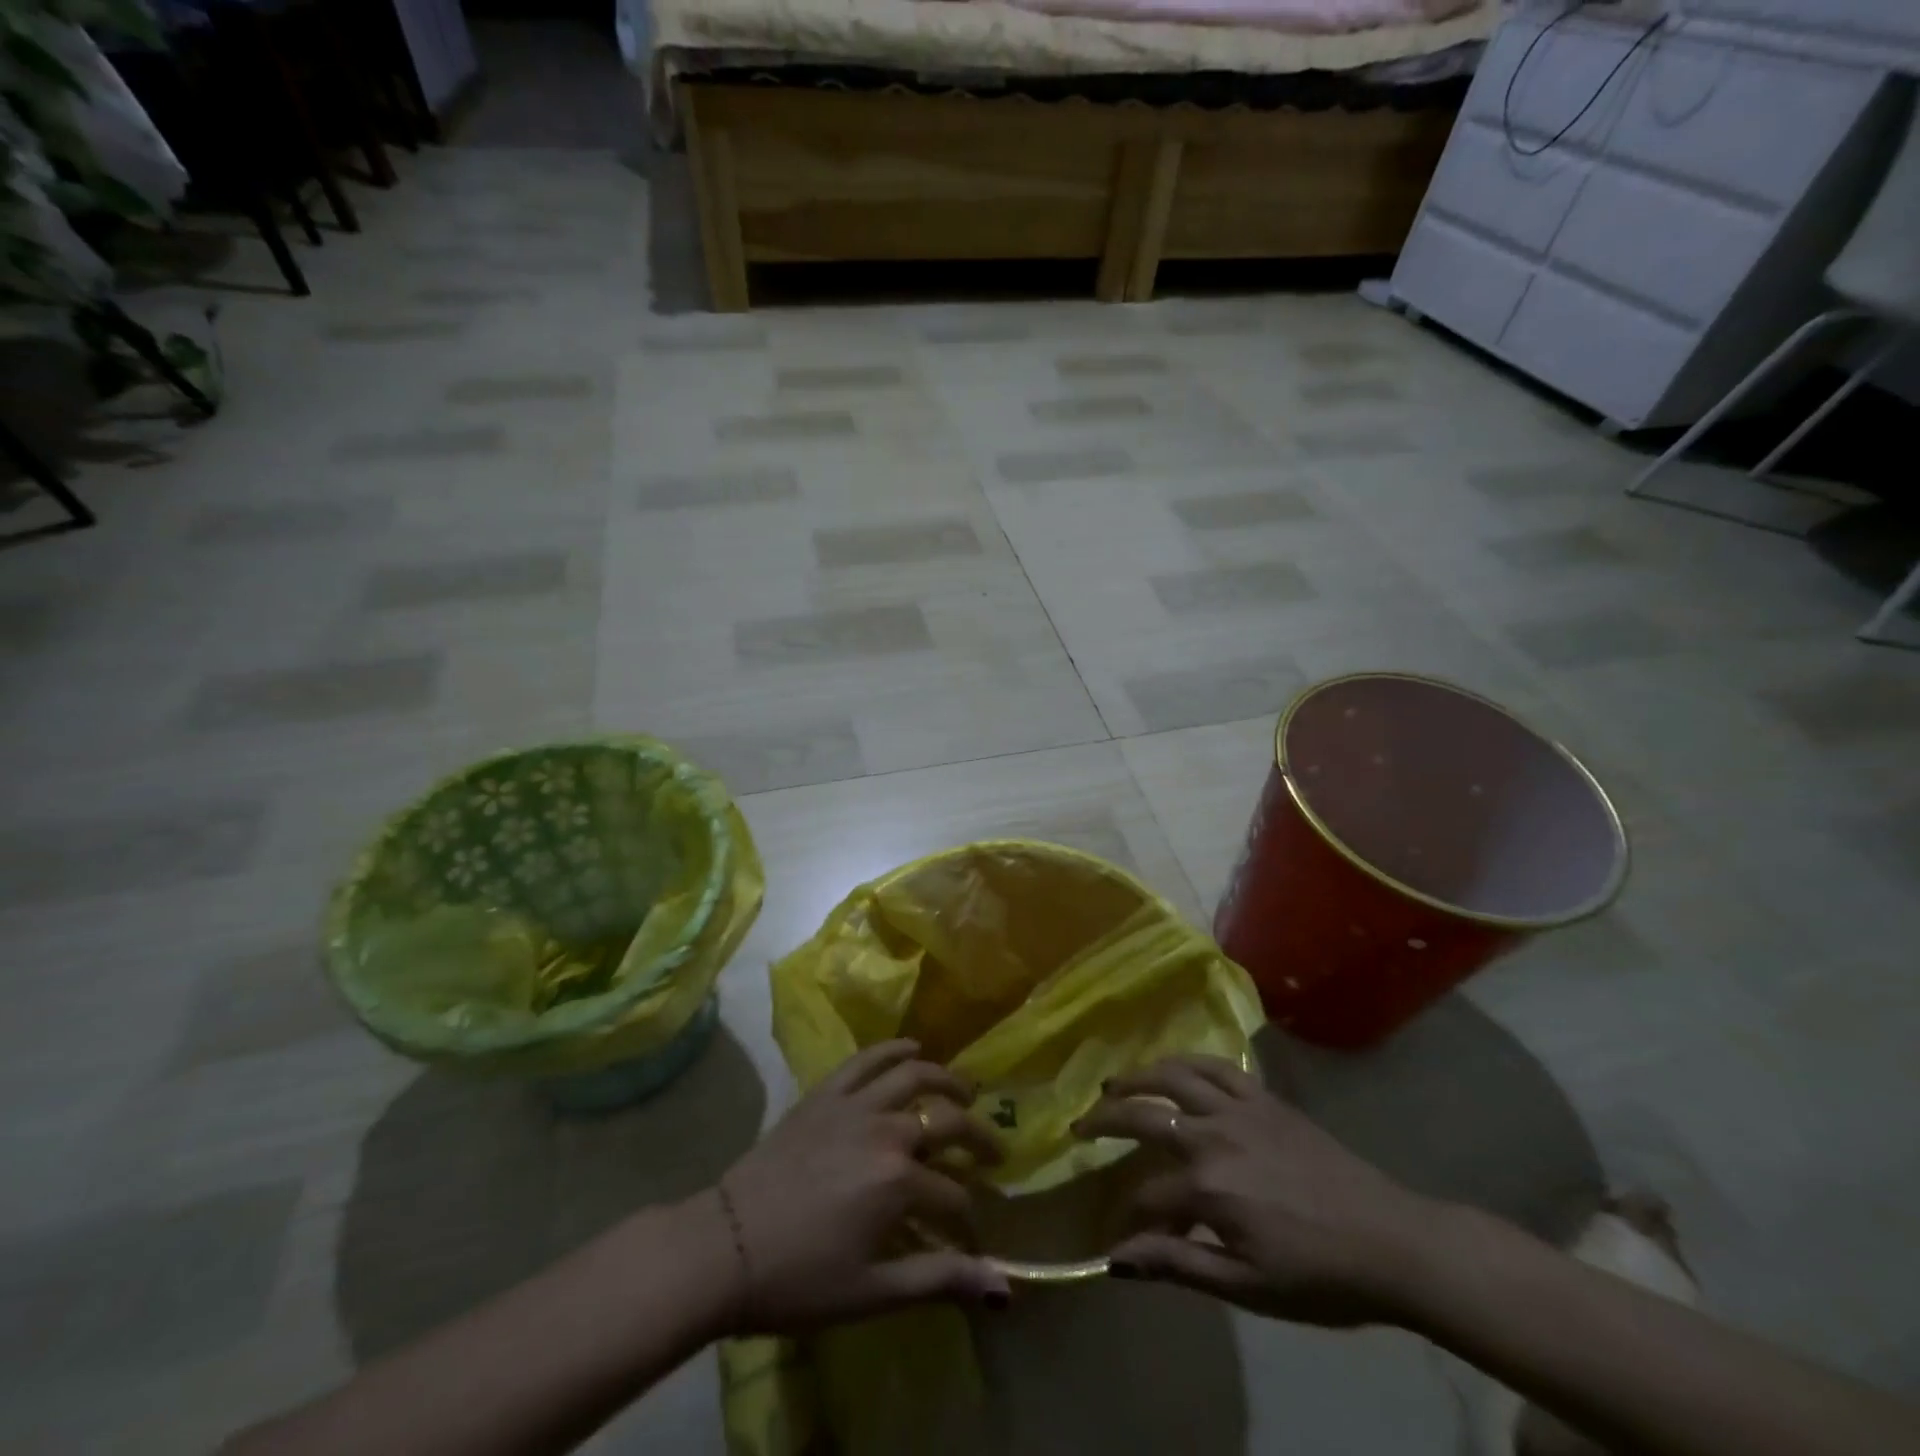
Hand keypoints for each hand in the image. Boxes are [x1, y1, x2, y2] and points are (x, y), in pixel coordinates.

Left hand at [711, 1039, 1010, 1334]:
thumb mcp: (872, 1292)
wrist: (724, 1245)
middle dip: (978, 1138)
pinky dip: (894, 1049)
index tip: (971, 1237)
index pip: (953, 1195)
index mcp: (899, 1181)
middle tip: (994, 1151)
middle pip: (947, 1122)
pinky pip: (867, 1059)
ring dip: (946, 1080)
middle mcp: (886, 1130)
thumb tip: (1003, 1287)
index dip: (968, 1219)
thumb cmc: (798, 1278)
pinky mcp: (826, 1093)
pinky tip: (912, 1048)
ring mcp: (854, 1104)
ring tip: (965, 1091)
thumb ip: (939, 1281)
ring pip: (914, 1076)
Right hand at [1072, 1055, 1434, 1326]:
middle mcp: (1214, 1135)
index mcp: (1208, 1187)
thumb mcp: (1247, 1287)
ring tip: (1113, 1084)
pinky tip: (1171, 1066)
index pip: (1146, 1196)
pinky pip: (1216, 1066)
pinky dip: (1186, 1061)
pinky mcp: (1264, 1097)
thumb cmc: (1320, 1276)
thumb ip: (1179, 1265)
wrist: (1393, 1242)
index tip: (1115, 1232)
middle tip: (1079, 1125)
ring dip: (1137, 1077)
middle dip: (1104, 1121)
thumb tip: (1117, 1259)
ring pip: (1173, 1076)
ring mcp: (1239, 1109)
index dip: (1126, 1216)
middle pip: (1144, 1116)